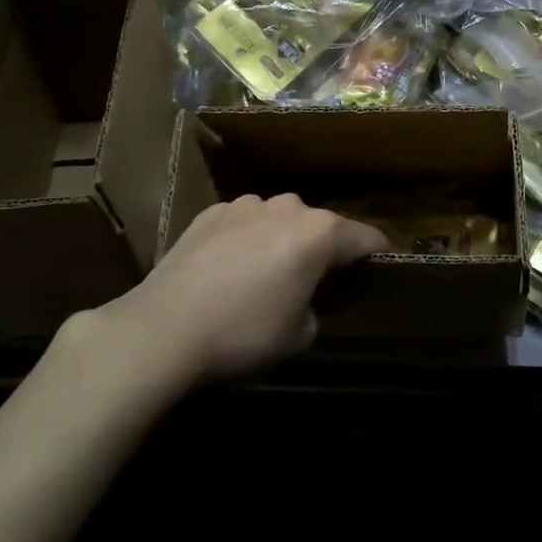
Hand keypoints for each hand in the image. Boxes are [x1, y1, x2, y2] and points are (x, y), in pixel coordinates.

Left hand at [91, 194, 388, 387]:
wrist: (161, 330)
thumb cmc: (243, 334)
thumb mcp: (299, 336)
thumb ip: (316, 308)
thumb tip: (305, 300)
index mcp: (321, 233)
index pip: (366, 238)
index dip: (377, 256)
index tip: (379, 270)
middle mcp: (289, 207)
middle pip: (321, 226)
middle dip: (323, 250)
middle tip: (313, 283)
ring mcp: (247, 205)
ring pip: (280, 220)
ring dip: (282, 241)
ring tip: (264, 275)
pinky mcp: (211, 213)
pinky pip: (244, 223)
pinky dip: (246, 239)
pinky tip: (227, 270)